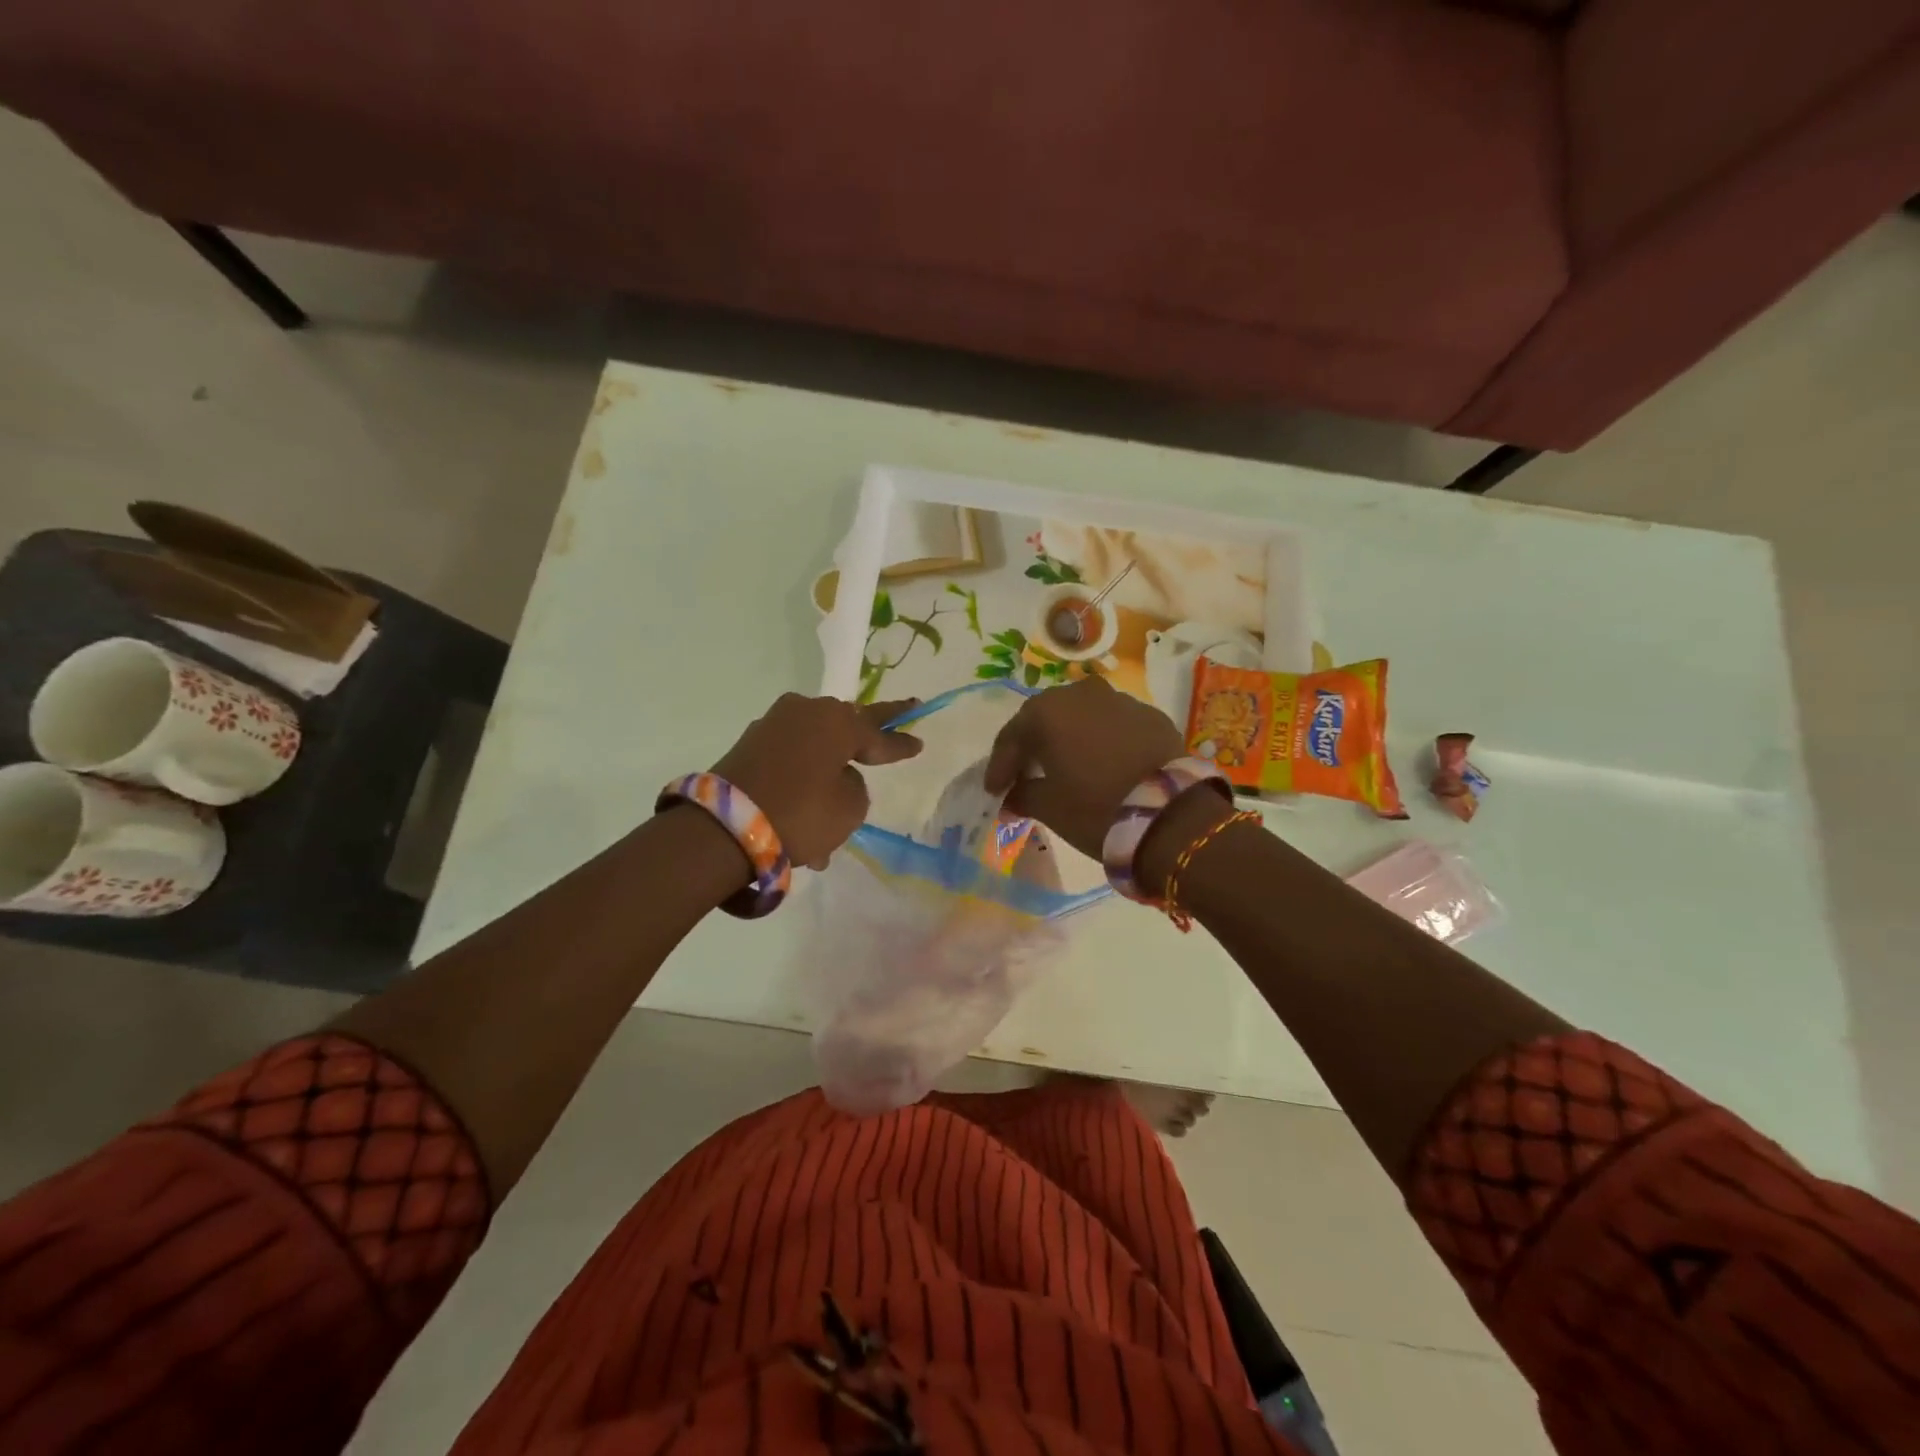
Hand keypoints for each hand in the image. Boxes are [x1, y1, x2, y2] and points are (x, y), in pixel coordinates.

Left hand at [710, 694, 921, 870]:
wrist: (723, 828)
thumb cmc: (800, 814)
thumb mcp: (849, 808)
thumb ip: (855, 786)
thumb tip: (837, 776)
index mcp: (837, 722)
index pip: (879, 733)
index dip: (900, 743)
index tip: (919, 742)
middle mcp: (805, 713)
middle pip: (844, 727)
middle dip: (864, 738)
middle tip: (890, 728)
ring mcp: (773, 726)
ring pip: (814, 752)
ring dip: (826, 777)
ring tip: (832, 818)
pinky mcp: (749, 745)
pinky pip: (789, 763)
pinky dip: (800, 784)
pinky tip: (803, 823)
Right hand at [984, 677, 1189, 860]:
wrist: (1170, 815)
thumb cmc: (1095, 807)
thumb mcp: (1049, 807)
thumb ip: (1023, 795)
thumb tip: (1012, 796)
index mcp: (1048, 711)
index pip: (1011, 737)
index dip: (1000, 766)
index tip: (993, 791)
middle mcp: (1081, 694)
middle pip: (1046, 719)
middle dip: (1033, 747)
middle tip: (1025, 774)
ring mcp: (1120, 700)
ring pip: (1082, 717)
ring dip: (1069, 739)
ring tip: (1066, 768)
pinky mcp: (1151, 716)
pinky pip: (1114, 725)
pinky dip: (1102, 741)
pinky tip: (1103, 765)